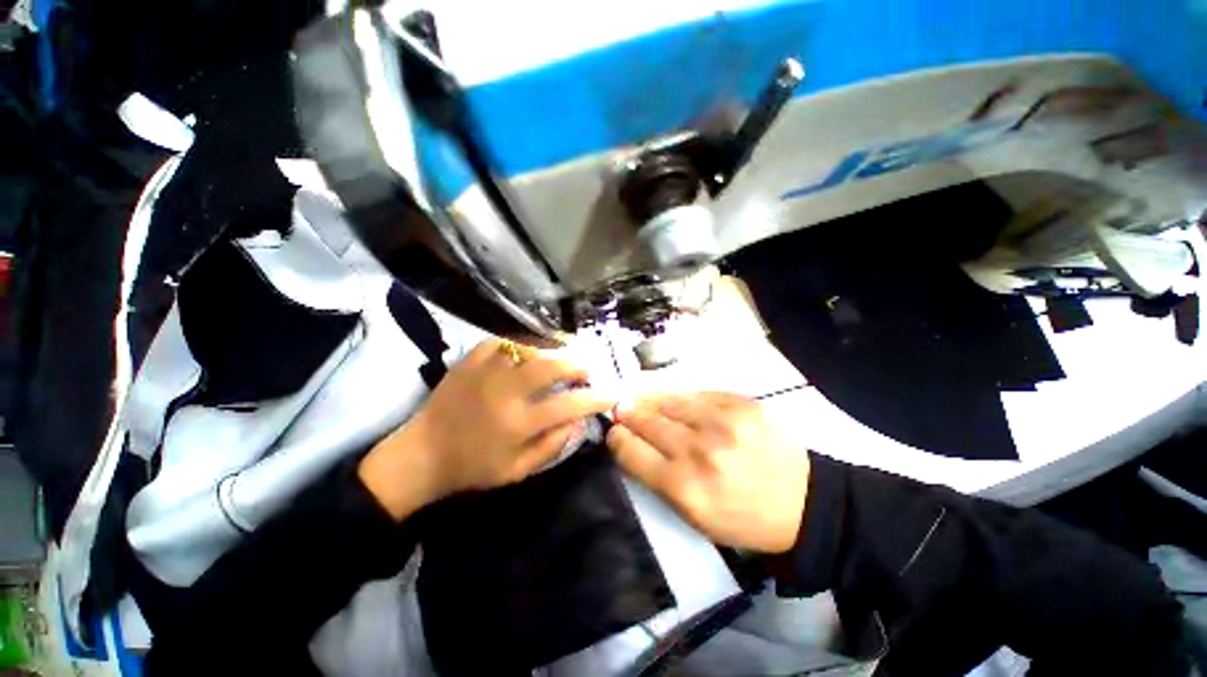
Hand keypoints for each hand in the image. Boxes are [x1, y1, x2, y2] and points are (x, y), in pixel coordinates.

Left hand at [360, 339, 614, 519]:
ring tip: (561, 357)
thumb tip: (579, 420)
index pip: (568, 406)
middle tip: (587, 367)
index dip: (595, 398)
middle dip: (577, 364)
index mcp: (517, 424)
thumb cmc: (473, 468)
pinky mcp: (468, 361)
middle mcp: (504, 393)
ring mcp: (484, 372)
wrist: (422, 455)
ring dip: (550, 352)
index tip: (611, 393)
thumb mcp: (518, 471)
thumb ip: (553, 445)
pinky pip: (499, 342)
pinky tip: (524, 352)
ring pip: (527, 350)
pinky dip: (516, 344)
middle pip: (550, 367)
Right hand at [607, 392, 809, 552]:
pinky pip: (697, 393)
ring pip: (668, 399)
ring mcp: (722, 422)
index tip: (614, 432)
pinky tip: (677, 402)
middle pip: (646, 420)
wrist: (803, 503)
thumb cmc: (741, 517)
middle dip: (628, 413)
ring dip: (650, 400)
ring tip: (642, 399)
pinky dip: (681, 397)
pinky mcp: (741, 403)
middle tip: (622, 409)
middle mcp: (699, 450)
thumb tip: (628, 441)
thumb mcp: (692, 516)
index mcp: (684, 487)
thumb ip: (655, 477)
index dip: (617, 437)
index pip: (631, 450)